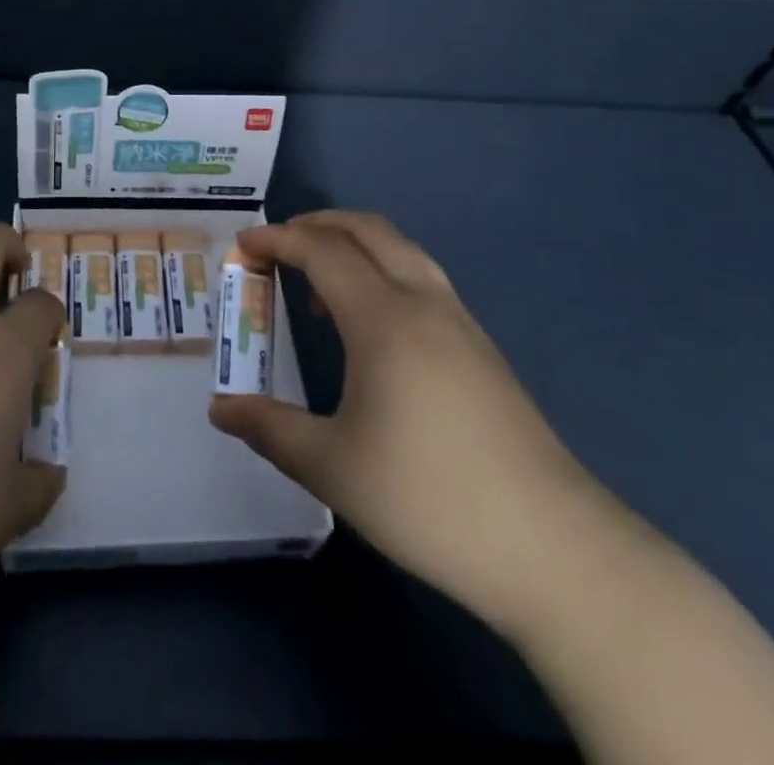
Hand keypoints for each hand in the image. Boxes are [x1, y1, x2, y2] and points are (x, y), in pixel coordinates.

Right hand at [210, 211, 624, 636]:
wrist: (553, 548)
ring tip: (319, 284)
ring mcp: (460, 323)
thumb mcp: (332, 467)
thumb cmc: (428, 498)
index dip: (278, 239)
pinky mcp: (482, 349)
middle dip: (317, 224)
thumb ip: (270, 429)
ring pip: (402, 251)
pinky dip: (383, 273)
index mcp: (384, 319)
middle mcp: (424, 303)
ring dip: (354, 245)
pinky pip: (422, 280)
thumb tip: (220, 409)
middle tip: (277, 245)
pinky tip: (371, 327)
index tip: (243, 244)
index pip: (323, 251)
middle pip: (368, 230)